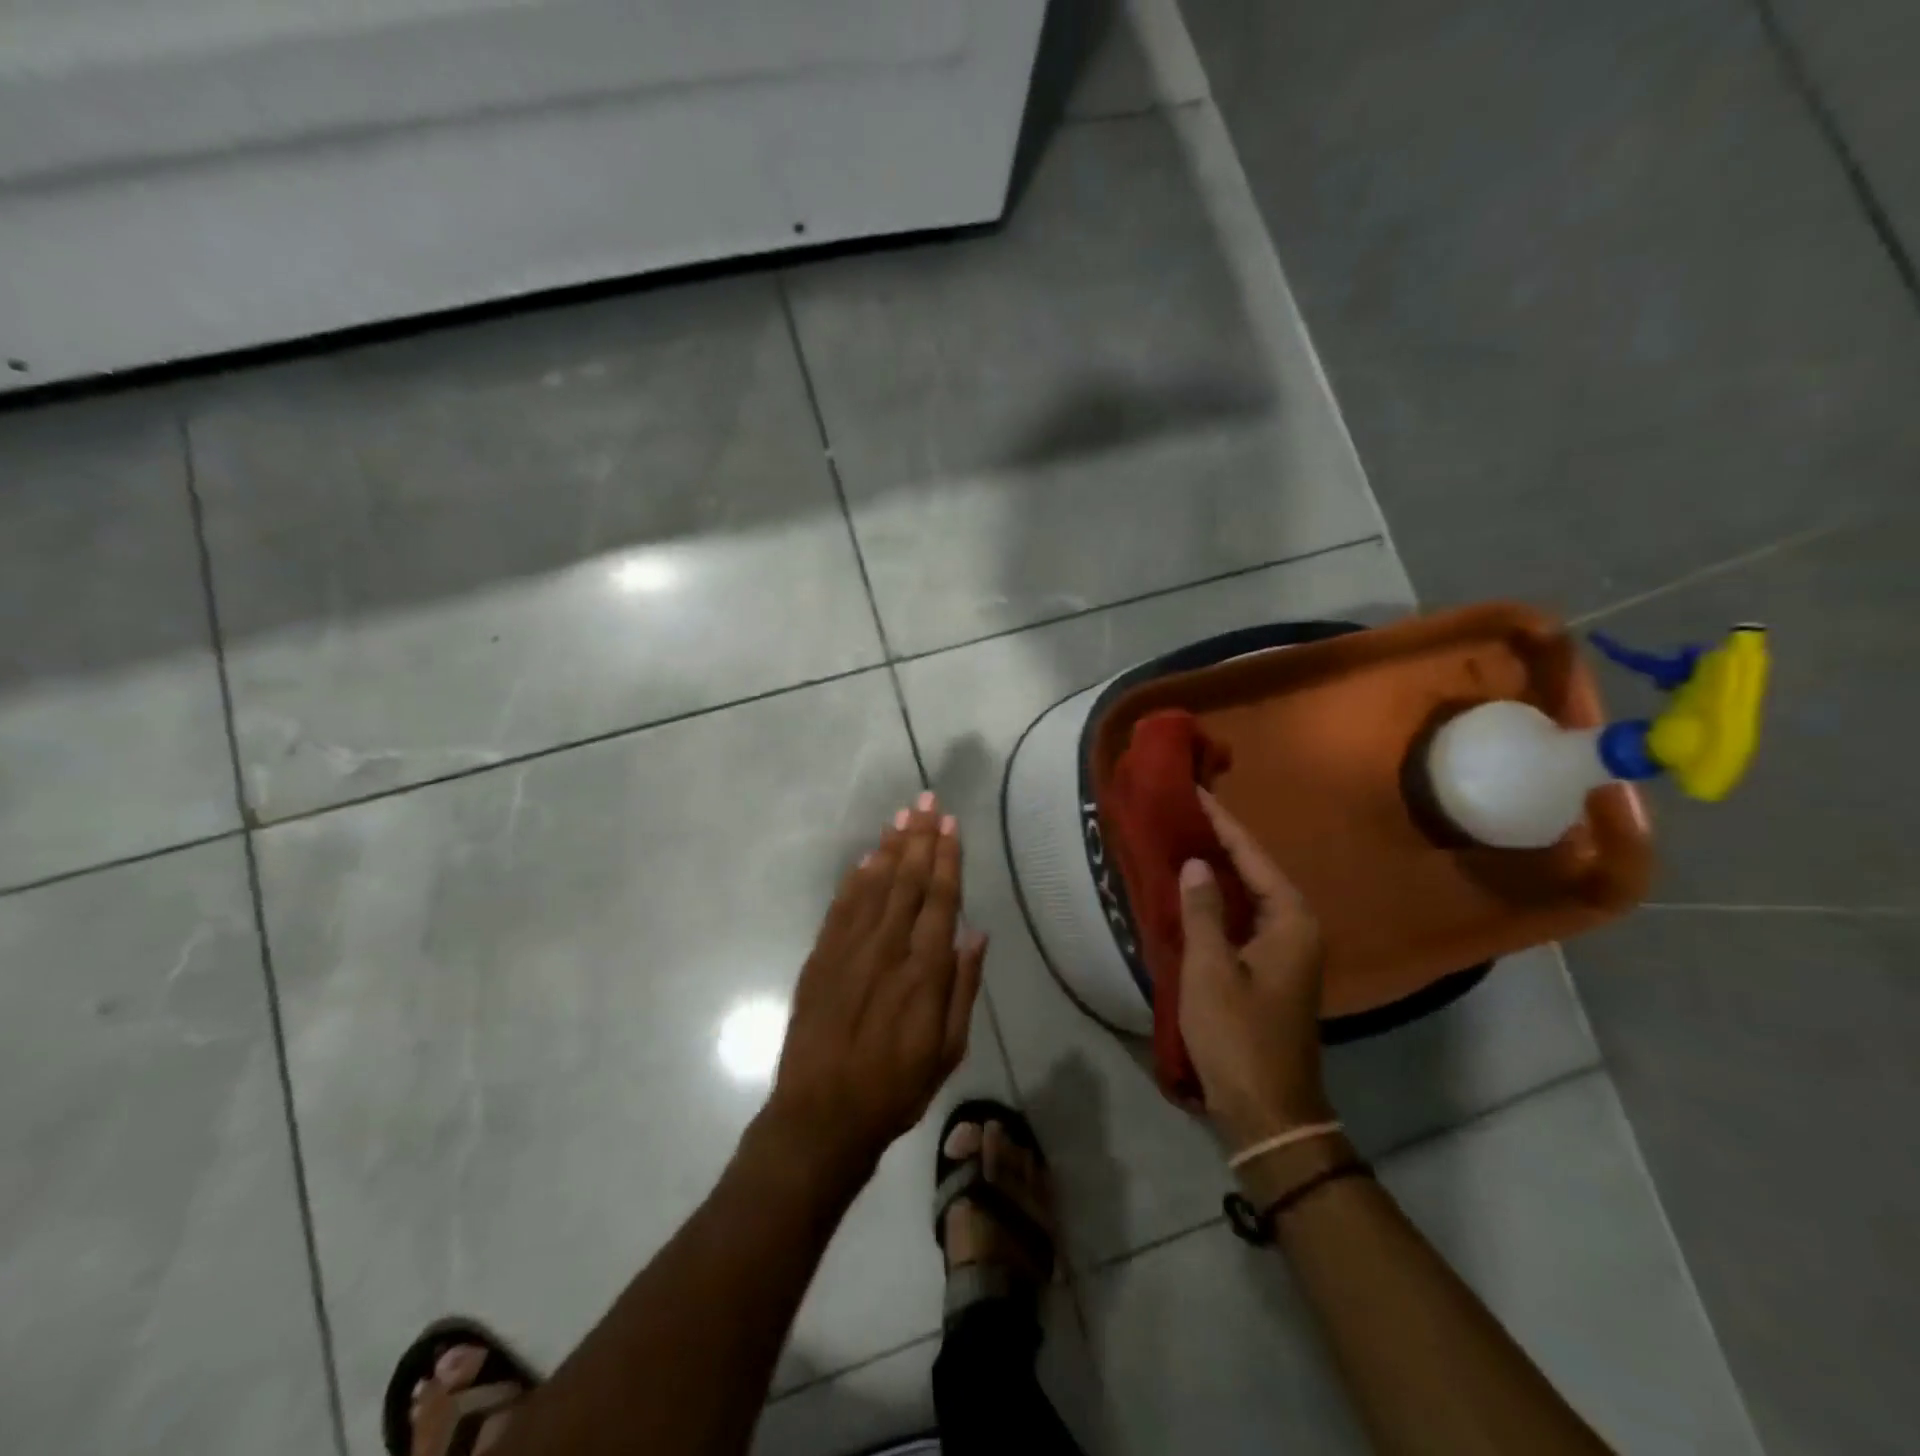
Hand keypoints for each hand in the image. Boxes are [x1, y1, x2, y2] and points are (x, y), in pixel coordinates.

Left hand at [767, 793, 987, 1182]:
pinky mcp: (819, 958)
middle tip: (926, 801)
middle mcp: (886, 950)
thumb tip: (976, 933)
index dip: (946, 859)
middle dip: (919, 838)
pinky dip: (855, 878)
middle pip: (906, 881)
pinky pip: (841, 907)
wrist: (820, 1116)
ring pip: (873, 885)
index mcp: (923, 972)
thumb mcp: (947, 1051)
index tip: (951, 825)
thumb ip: (963, 987)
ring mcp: (848, 950)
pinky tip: (867, 858)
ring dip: (889, 848)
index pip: (939, 900)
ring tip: (902, 817)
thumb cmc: (895, 1088)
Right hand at [1177, 788, 1331, 1150]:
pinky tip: (1193, 893)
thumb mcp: (1211, 968)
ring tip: (1184, 842)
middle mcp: (1296, 929)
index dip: (1222, 824)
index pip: (1252, 856)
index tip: (1196, 793)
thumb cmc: (1238, 1035)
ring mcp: (1286, 952)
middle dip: (1221, 842)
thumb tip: (1196, 863)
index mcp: (1290, 921)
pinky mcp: (1271, 970)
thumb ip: (1202, 910)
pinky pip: (1244, 918)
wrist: (1268, 1110)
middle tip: (1184, 814)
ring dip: (1220, 871)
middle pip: (1256, 871)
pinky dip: (1220, 901)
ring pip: (1250, 896)